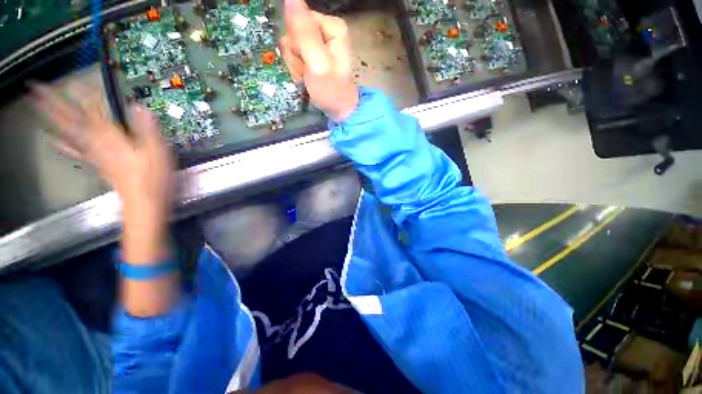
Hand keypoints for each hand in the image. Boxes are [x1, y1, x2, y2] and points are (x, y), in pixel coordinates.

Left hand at [32, 84, 172, 262]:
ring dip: (51, 119)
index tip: (75, 80)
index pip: (91, 110)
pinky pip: (75, 151)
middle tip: (35, 87)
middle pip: (71, 119)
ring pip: (68, 132)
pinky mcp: (98, 165)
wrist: (145, 203)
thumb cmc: (152, 177)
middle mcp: (97, 143)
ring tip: (36, 106)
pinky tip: (52, 140)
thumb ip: (147, 128)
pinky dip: (62, 144)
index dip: (83, 94)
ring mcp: (94, 154)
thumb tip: (139, 106)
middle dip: (53, 103)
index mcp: (111, 138)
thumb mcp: (157, 151)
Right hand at [280, 0, 358, 121]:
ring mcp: (318, 43)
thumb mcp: (318, 63)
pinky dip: (297, 70)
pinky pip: (293, 57)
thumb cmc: (331, 90)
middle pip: (293, 34)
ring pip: (290, 46)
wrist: (338, 110)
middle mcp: (325, 30)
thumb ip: (304, 32)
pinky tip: (306, 79)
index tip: (306, 61)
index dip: (297, 43)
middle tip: (307, 72)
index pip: (297, 20)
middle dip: (296, 57)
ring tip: (308, 78)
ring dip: (295, 66)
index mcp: (331, 26)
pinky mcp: (312, 55)